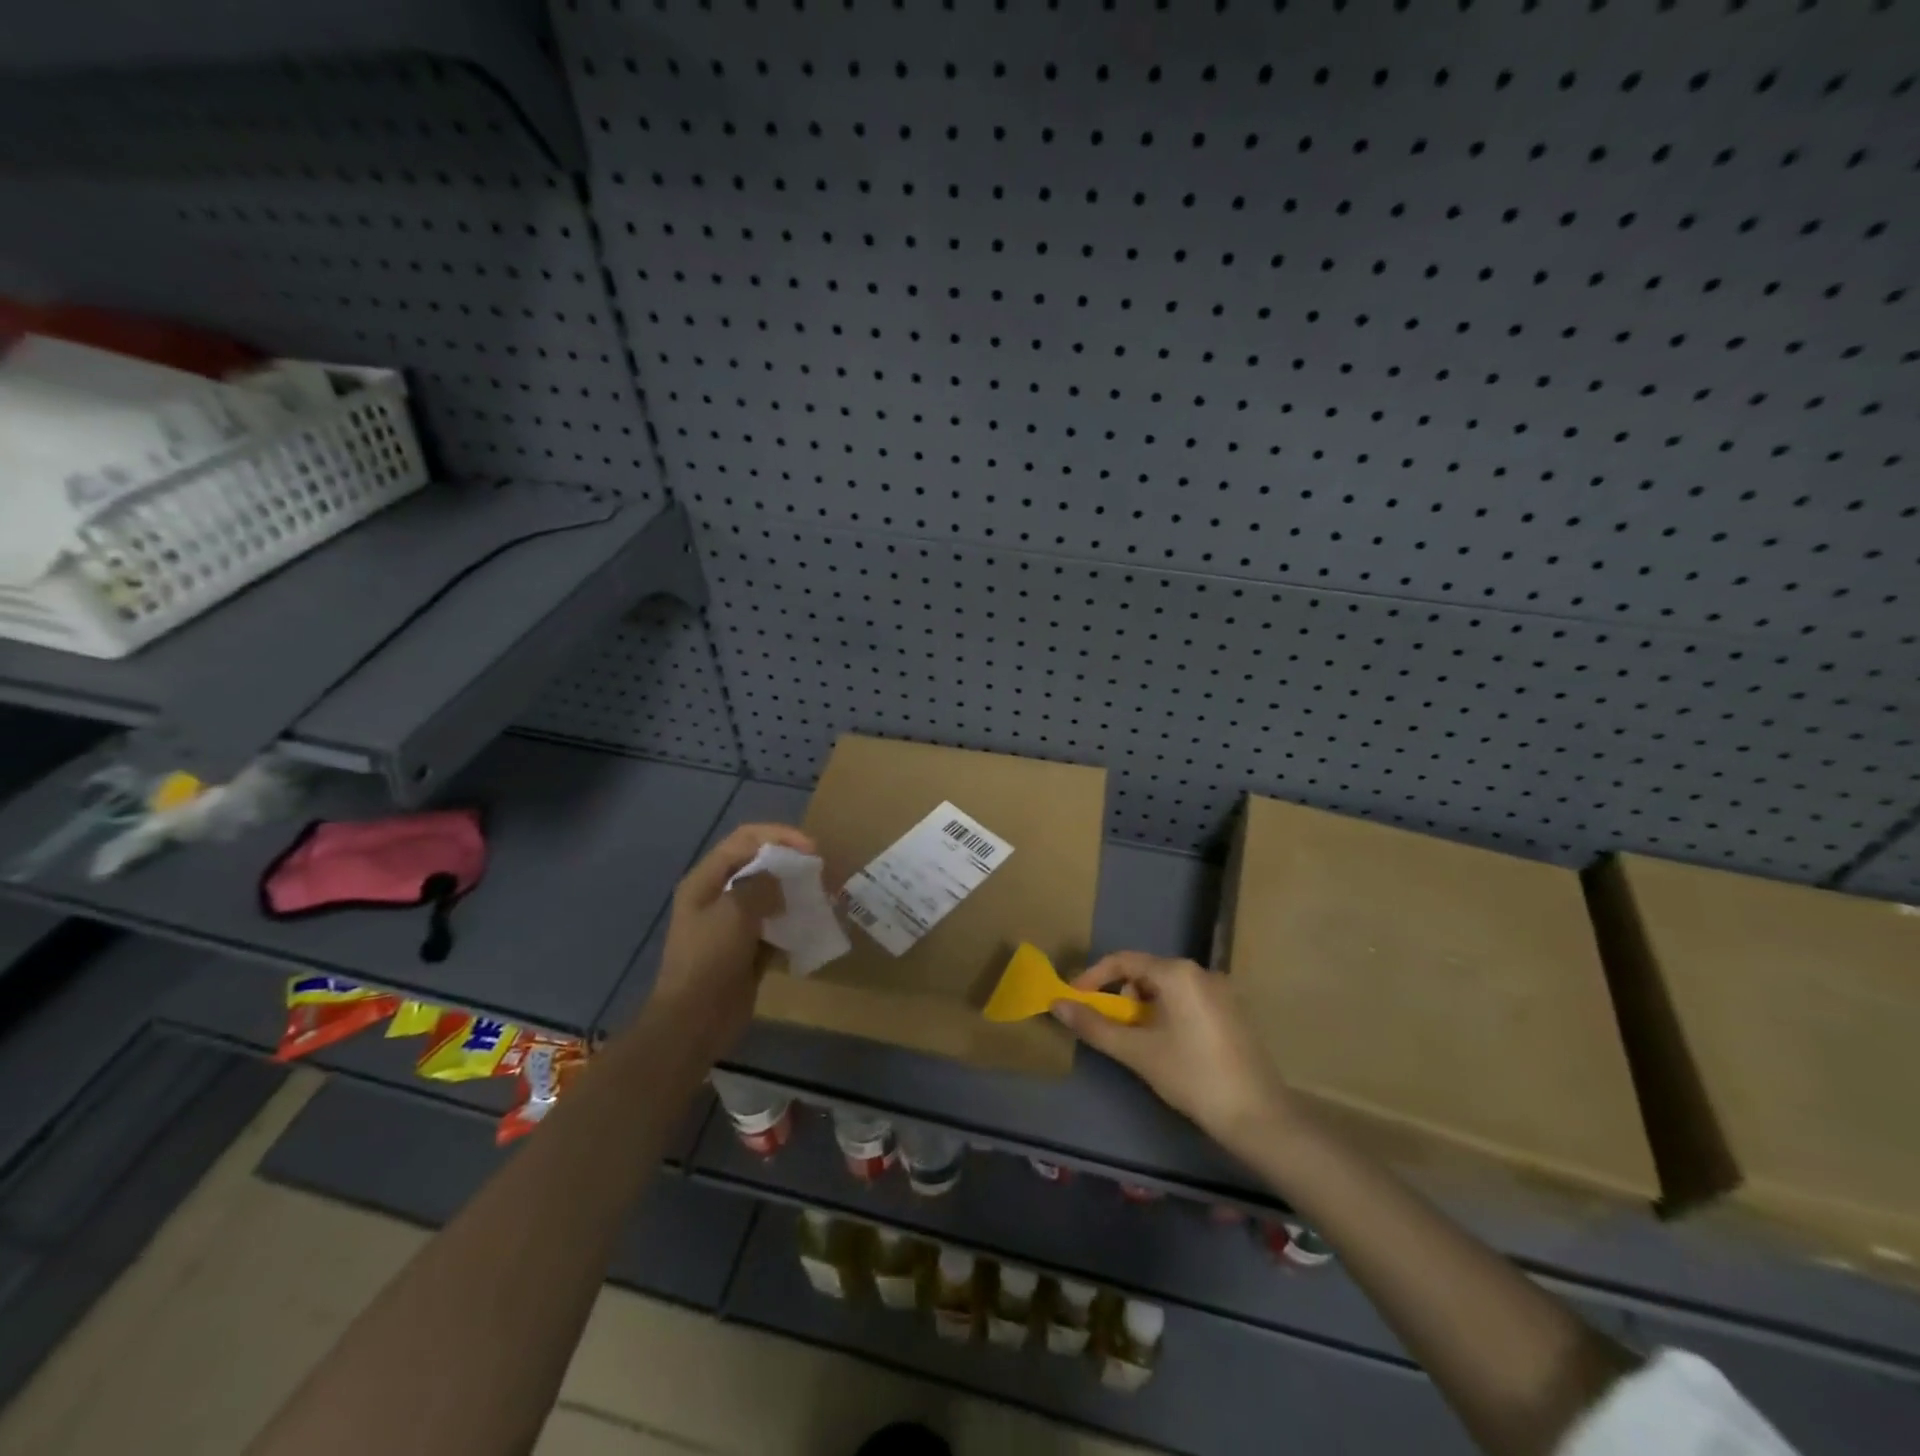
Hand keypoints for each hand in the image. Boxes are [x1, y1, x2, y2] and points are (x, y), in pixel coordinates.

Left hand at [652, 823, 814, 1049]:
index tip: (811, 848)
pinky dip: (794, 921)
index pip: (745, 839)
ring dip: (795, 892)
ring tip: (823, 895)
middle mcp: (718, 896)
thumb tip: (781, 878)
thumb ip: (761, 885)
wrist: (694, 1021)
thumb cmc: (709, 960)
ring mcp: (733, 924)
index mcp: (706, 880)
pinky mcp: (748, 949)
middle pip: (758, 864)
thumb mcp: (734, 912)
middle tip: (820, 871)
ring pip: (770, 895)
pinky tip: (814, 924)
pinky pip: (775, 925)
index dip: (779, 836)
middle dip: (790, 862)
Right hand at [1054, 952, 1293, 1146]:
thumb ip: (1094, 1026)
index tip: (1075, 1000)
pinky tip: (1169, 1047)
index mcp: (1177, 973)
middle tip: (1111, 1028)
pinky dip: (1168, 1014)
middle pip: (1146, 973)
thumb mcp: (1137, 1051)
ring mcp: (1221, 991)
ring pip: (1167, 988)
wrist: (1258, 1116)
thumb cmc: (1192, 1076)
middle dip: (1122, 996)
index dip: (1093, 977)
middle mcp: (1201, 972)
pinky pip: (1188, 1000)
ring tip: (1140, 1043)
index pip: (1123, 961)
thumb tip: (1057, 1004)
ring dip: (1144, 1008)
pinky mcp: (1232, 1012)